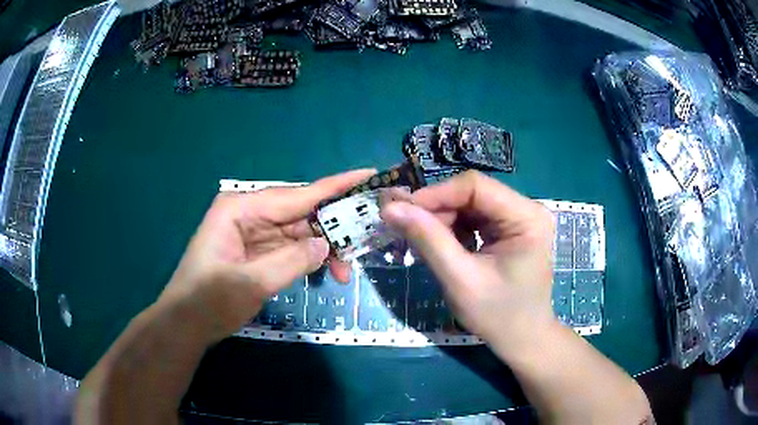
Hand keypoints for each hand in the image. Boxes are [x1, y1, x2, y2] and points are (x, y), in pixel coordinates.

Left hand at [157, 169, 374, 341]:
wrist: (187, 324)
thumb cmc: (209, 301)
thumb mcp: (250, 283)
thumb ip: (291, 261)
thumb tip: (326, 246)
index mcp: (241, 208)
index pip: (297, 195)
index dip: (335, 186)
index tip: (368, 176)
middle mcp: (250, 213)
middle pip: (301, 213)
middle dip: (332, 230)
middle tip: (364, 243)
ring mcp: (254, 233)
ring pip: (300, 233)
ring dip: (324, 250)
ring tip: (345, 273)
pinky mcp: (258, 252)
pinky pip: (292, 249)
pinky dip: (310, 260)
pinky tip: (326, 272)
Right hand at [381, 171, 556, 345]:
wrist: (521, 340)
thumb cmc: (498, 316)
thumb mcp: (460, 279)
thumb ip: (428, 240)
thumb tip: (390, 207)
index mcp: (526, 217)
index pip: (475, 186)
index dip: (435, 194)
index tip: (400, 210)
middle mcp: (526, 209)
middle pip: (472, 194)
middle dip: (437, 210)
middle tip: (404, 228)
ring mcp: (518, 219)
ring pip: (469, 205)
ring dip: (441, 221)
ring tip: (420, 242)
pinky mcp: (508, 230)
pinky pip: (473, 219)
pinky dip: (452, 230)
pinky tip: (439, 246)